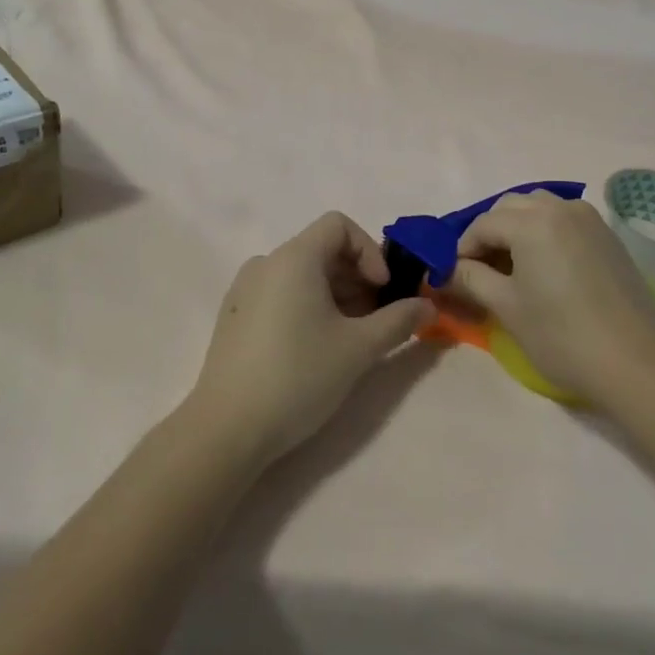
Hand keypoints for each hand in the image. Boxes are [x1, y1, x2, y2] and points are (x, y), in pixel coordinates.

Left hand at [186, 213, 429, 465]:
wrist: (227, 429)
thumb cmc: (298, 376)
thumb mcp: (359, 349)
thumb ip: (399, 321)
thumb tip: (427, 306)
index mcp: (293, 258)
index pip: (339, 225)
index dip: (369, 250)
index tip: (382, 290)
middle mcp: (266, 263)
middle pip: (322, 250)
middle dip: (357, 278)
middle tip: (377, 320)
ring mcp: (244, 290)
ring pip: (302, 275)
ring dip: (336, 295)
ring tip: (350, 338)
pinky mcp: (234, 317)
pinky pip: (281, 294)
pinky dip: (308, 307)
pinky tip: (316, 348)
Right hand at [448, 191, 654, 406]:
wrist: (637, 362)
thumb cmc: (562, 336)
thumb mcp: (507, 308)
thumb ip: (471, 279)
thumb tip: (444, 270)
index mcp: (532, 221)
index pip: (483, 224)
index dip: (462, 248)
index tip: (453, 276)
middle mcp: (560, 208)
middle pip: (511, 207)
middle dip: (490, 232)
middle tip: (480, 270)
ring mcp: (590, 219)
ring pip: (540, 208)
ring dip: (518, 227)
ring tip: (511, 266)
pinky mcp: (608, 236)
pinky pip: (565, 220)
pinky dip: (545, 232)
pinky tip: (544, 267)